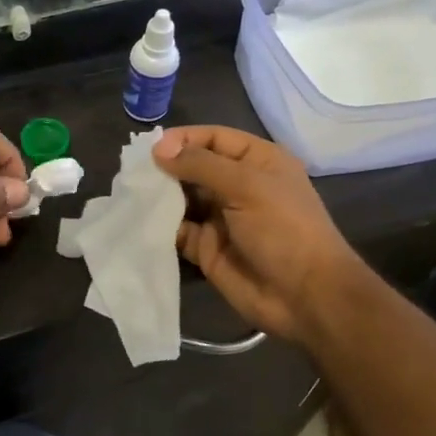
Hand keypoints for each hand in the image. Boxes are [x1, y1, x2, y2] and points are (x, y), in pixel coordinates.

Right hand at [153, 126, 368, 346]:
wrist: (306, 297)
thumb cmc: (284, 229)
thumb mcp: (247, 186)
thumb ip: (201, 165)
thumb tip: (158, 149)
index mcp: (257, 161)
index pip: (214, 138)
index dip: (183, 139)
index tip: (151, 149)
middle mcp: (237, 185)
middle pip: (194, 167)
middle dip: (165, 168)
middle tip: (132, 172)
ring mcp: (221, 218)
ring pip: (181, 198)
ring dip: (158, 196)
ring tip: (129, 194)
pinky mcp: (206, 248)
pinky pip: (177, 230)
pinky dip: (158, 226)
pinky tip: (137, 221)